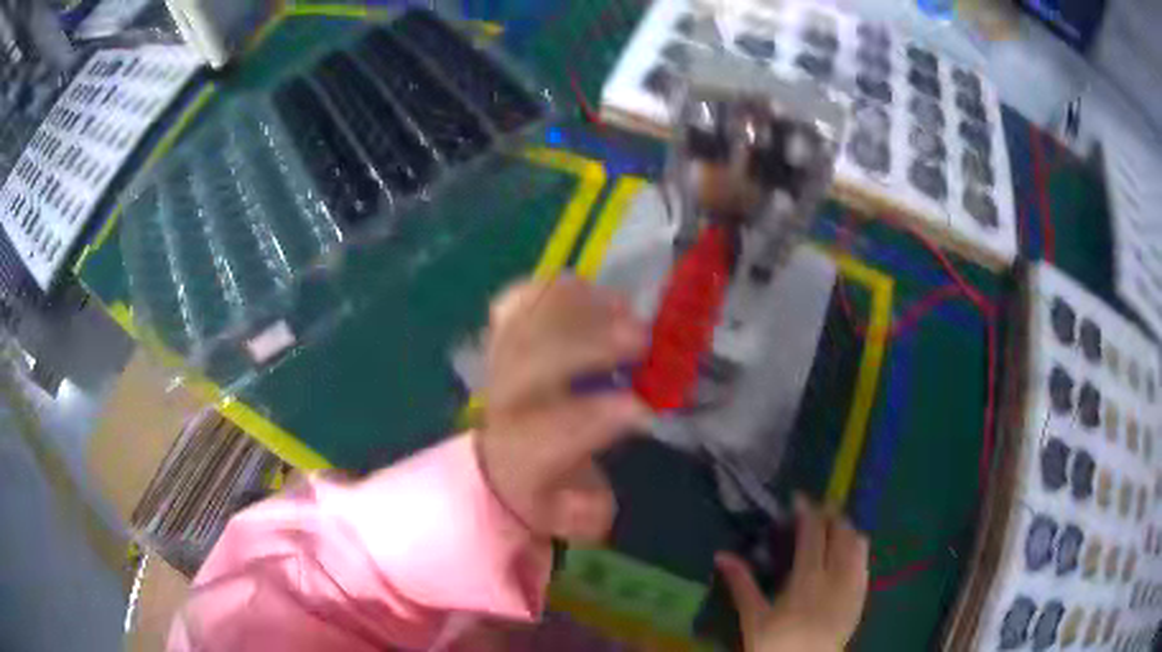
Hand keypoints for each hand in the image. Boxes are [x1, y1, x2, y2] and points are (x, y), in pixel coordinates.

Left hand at [477, 276, 649, 542]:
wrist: (498, 459)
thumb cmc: (543, 488)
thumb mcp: (571, 516)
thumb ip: (587, 511)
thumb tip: (598, 495)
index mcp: (521, 451)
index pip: (553, 431)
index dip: (598, 416)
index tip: (644, 409)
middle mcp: (506, 400)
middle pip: (533, 360)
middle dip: (588, 344)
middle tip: (641, 339)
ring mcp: (500, 361)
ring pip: (527, 320)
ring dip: (579, 308)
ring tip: (625, 309)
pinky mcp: (503, 335)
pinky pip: (518, 299)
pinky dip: (553, 288)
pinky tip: (590, 292)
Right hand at [716, 496, 869, 651]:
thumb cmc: (774, 645)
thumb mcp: (754, 618)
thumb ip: (741, 584)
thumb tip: (722, 555)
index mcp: (807, 580)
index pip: (814, 534)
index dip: (808, 511)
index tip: (798, 498)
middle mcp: (836, 577)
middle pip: (842, 532)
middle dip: (831, 515)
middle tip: (816, 511)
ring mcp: (853, 586)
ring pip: (859, 544)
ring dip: (846, 529)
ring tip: (832, 529)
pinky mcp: (862, 597)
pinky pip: (865, 562)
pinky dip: (856, 549)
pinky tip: (845, 555)